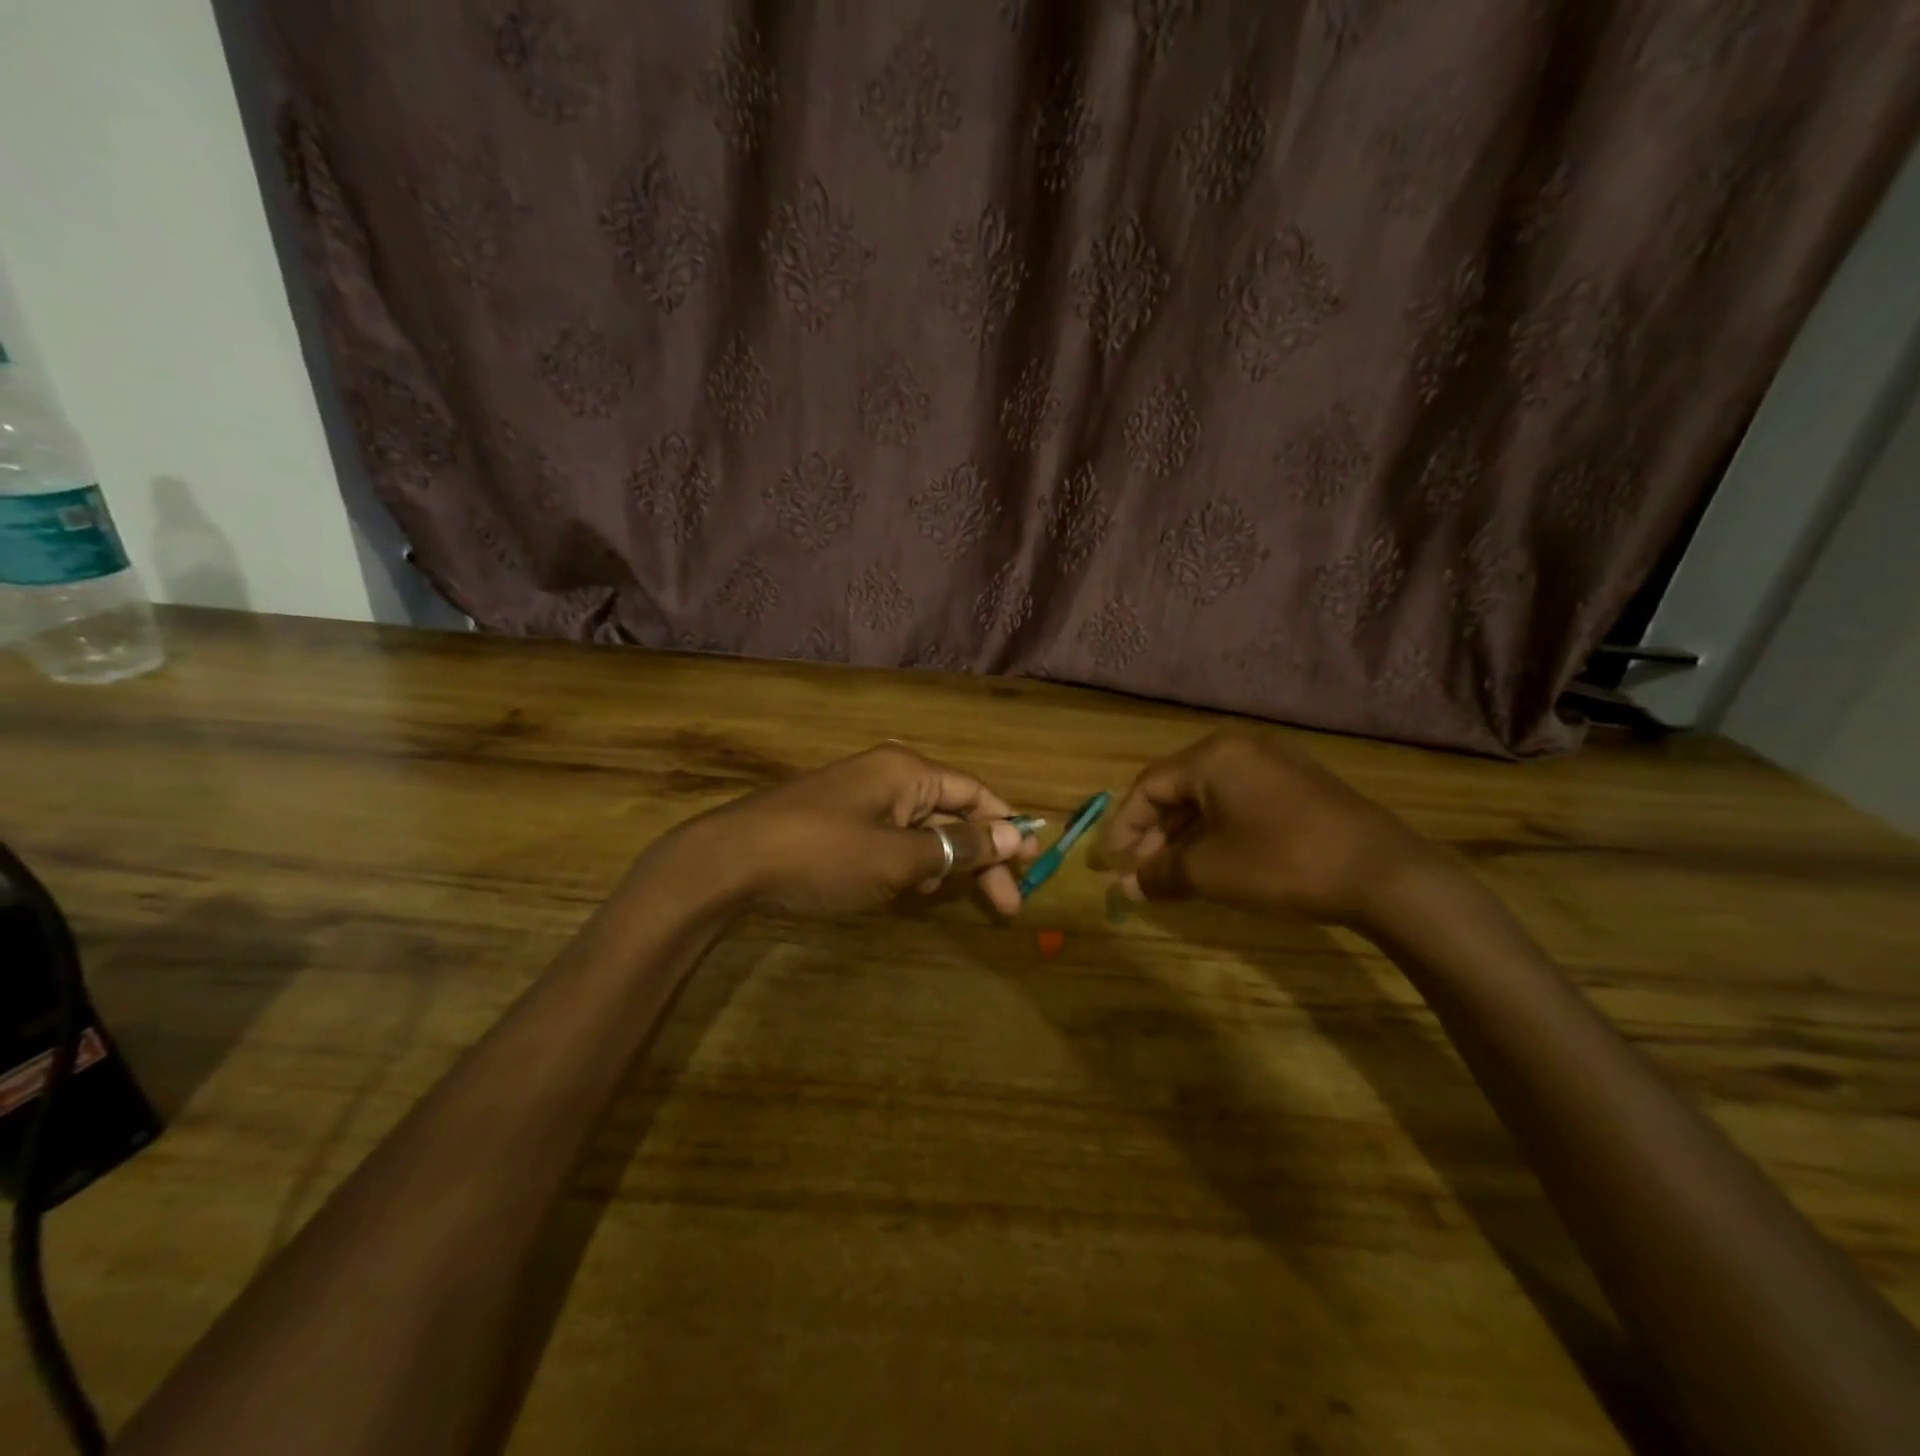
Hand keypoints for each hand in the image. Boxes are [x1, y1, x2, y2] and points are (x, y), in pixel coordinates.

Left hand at [680, 743, 1038, 916]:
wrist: (731, 861)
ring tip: (942, 897)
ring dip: (941, 863)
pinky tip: (906, 889)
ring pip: (921, 828)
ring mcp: (860, 796)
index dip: (1008, 829)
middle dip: (979, 858)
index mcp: (909, 771)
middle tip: (1005, 907)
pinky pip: (890, 836)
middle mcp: (889, 774)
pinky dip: (907, 862)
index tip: (1031, 868)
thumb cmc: (824, 855)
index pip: (976, 793)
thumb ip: (960, 847)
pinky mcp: (837, 819)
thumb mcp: (900, 857)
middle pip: (952, 813)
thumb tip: (1016, 834)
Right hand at [1092, 729, 1440, 927]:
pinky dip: (1220, 828)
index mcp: (1212, 757)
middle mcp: (1241, 748)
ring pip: (1212, 795)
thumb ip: (1160, 873)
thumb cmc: (1281, 862)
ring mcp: (1277, 762)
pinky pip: (1243, 799)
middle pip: (1180, 788)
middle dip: (1156, 832)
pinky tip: (1218, 859)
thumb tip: (1125, 887)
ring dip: (1187, 833)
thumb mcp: (1210, 872)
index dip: (1126, 826)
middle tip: (1143, 871)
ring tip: (1176, 871)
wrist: (1384, 873)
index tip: (1114, 863)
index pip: (1149, 786)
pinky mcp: (1303, 783)